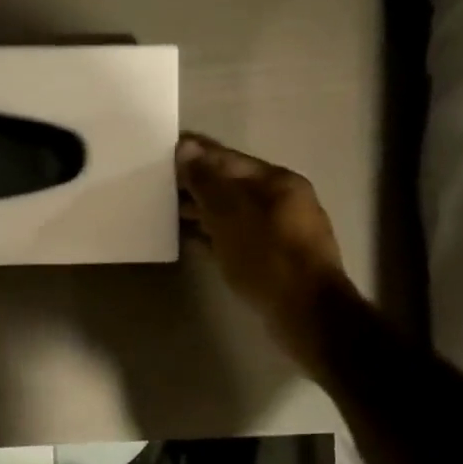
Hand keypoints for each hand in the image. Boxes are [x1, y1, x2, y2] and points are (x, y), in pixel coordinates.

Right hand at [176, 133, 353, 377]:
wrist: (306, 314)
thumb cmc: (267, 258)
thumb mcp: (231, 215)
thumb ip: (207, 182)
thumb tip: (187, 148)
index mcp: (277, 181)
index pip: (228, 158)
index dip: (195, 153)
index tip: (163, 150)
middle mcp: (281, 200)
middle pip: (231, 183)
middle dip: (196, 182)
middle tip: (156, 182)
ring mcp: (279, 231)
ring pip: (231, 211)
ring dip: (201, 208)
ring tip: (164, 208)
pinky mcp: (272, 258)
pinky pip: (234, 235)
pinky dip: (212, 233)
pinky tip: (188, 237)